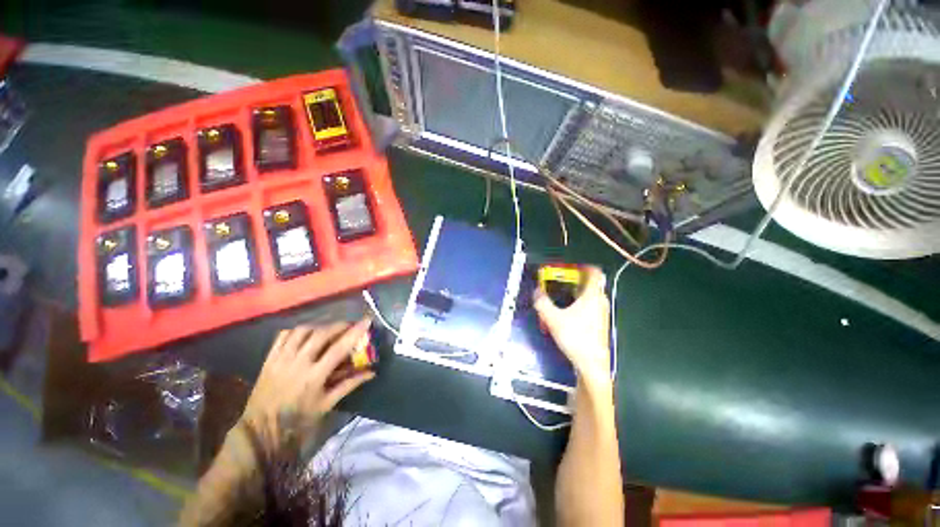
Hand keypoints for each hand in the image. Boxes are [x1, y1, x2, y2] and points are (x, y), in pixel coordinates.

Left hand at [240, 318, 375, 451]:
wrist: (261, 428)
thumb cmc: (298, 418)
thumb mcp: (327, 404)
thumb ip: (349, 385)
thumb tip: (372, 372)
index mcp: (314, 376)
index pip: (338, 348)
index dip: (354, 332)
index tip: (366, 320)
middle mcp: (298, 363)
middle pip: (321, 334)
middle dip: (339, 325)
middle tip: (349, 325)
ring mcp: (281, 359)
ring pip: (302, 331)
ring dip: (319, 326)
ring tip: (328, 329)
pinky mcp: (269, 358)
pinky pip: (284, 335)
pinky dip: (298, 330)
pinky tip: (306, 334)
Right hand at [534, 267, 610, 386]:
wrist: (591, 364)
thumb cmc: (575, 337)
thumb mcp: (553, 319)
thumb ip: (542, 303)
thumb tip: (536, 291)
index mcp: (592, 295)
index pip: (594, 272)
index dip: (582, 266)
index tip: (568, 267)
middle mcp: (600, 301)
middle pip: (589, 283)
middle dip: (574, 279)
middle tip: (558, 281)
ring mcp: (601, 312)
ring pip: (589, 295)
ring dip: (574, 292)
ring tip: (558, 296)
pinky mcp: (598, 323)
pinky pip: (589, 305)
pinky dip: (577, 303)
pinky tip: (565, 313)